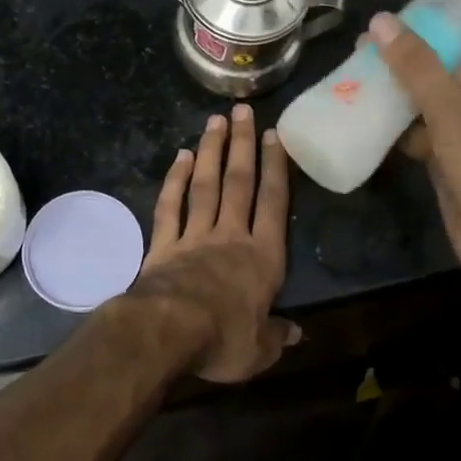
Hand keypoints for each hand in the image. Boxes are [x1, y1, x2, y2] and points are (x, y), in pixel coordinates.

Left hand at [128, 104, 299, 382]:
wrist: (169, 332)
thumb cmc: (223, 339)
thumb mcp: (259, 350)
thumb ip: (276, 336)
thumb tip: (297, 335)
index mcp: (262, 257)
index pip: (273, 203)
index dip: (276, 168)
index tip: (275, 136)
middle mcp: (230, 237)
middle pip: (239, 183)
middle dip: (243, 145)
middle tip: (243, 110)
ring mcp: (194, 236)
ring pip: (206, 186)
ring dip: (212, 152)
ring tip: (215, 121)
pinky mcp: (164, 245)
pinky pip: (170, 206)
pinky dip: (175, 181)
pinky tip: (180, 157)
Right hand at [371, 0, 460, 275]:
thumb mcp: (455, 114)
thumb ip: (417, 69)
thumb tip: (380, 23)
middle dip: (426, 35)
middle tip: (385, 25)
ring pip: (437, 89)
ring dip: (405, 77)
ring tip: (365, 63)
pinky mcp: (454, 153)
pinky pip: (424, 123)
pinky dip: (400, 117)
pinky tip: (369, 109)